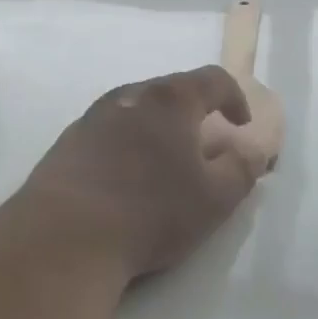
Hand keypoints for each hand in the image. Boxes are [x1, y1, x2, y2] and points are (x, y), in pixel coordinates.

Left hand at [20, 66, 267, 281]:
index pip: (213, 79)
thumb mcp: (214, 198)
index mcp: (169, 100)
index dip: (235, 98)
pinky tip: (123, 182)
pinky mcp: (65, 144)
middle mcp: (128, 97)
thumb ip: (242, 168)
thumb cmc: (150, 212)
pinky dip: (125, 146)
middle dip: (193, 114)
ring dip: (156, 129)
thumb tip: (253, 149)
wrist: (64, 238)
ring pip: (135, 112)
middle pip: (170, 92)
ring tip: (163, 164)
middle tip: (204, 146)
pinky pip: (107, 134)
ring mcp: (91, 118)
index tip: (241, 125)